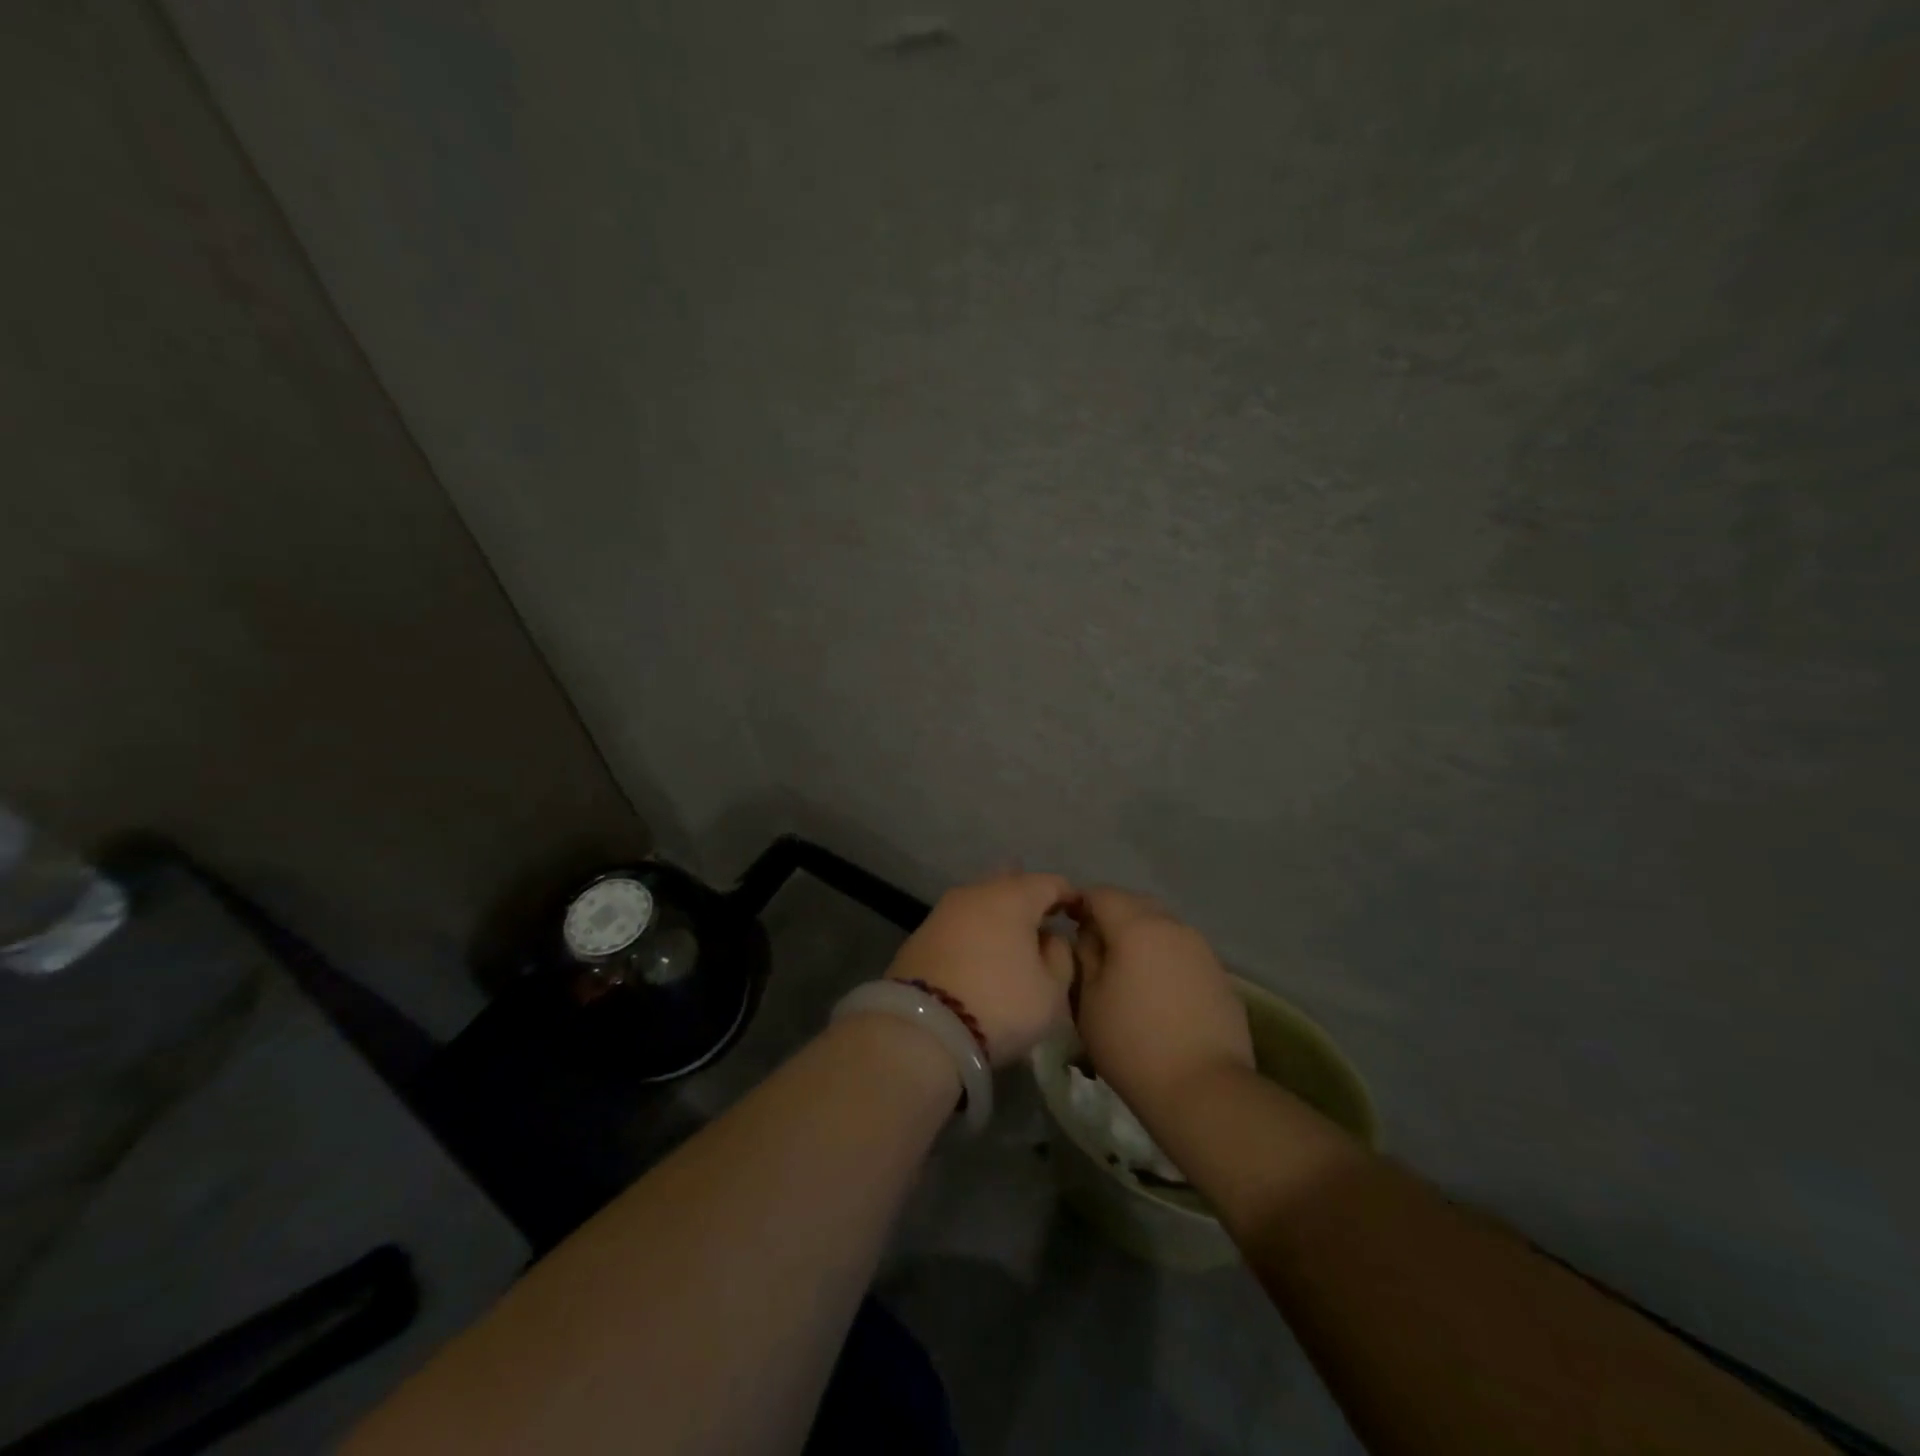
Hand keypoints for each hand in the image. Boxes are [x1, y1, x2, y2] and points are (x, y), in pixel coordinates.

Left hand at [886, 872, 1076, 1065]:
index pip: (1050, 883)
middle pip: (1011, 884)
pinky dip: (975, 931)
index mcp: (1013, 896)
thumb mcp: (1051, 991)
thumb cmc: (1000, 1004)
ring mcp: (944, 910)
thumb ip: (1060, 957)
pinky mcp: (922, 933)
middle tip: (1044, 920)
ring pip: (981, 901)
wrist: (923, 1027)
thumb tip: (1049, 938)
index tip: (1078, 915)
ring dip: (999, 915)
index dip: (1069, 896)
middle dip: (1029, 898)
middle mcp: (977, 892)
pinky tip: (981, 952)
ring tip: (1012, 938)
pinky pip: (960, 923)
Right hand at [1070, 887, 1253, 1114]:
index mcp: (1136, 926)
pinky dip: (1165, 958)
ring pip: (1163, 926)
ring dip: (1142, 937)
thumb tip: (1089, 937)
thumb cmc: (1132, 1044)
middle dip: (1112, 917)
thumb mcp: (1088, 1000)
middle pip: (1135, 904)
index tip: (1067, 925)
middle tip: (1095, 949)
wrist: (1204, 1089)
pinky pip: (1183, 951)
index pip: (1101, 894)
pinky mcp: (1220, 974)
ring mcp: (1201, 948)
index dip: (1080, 904)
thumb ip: (1084, 956)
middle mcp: (1172, 926)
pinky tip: (1159, 992)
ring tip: (1128, 971)